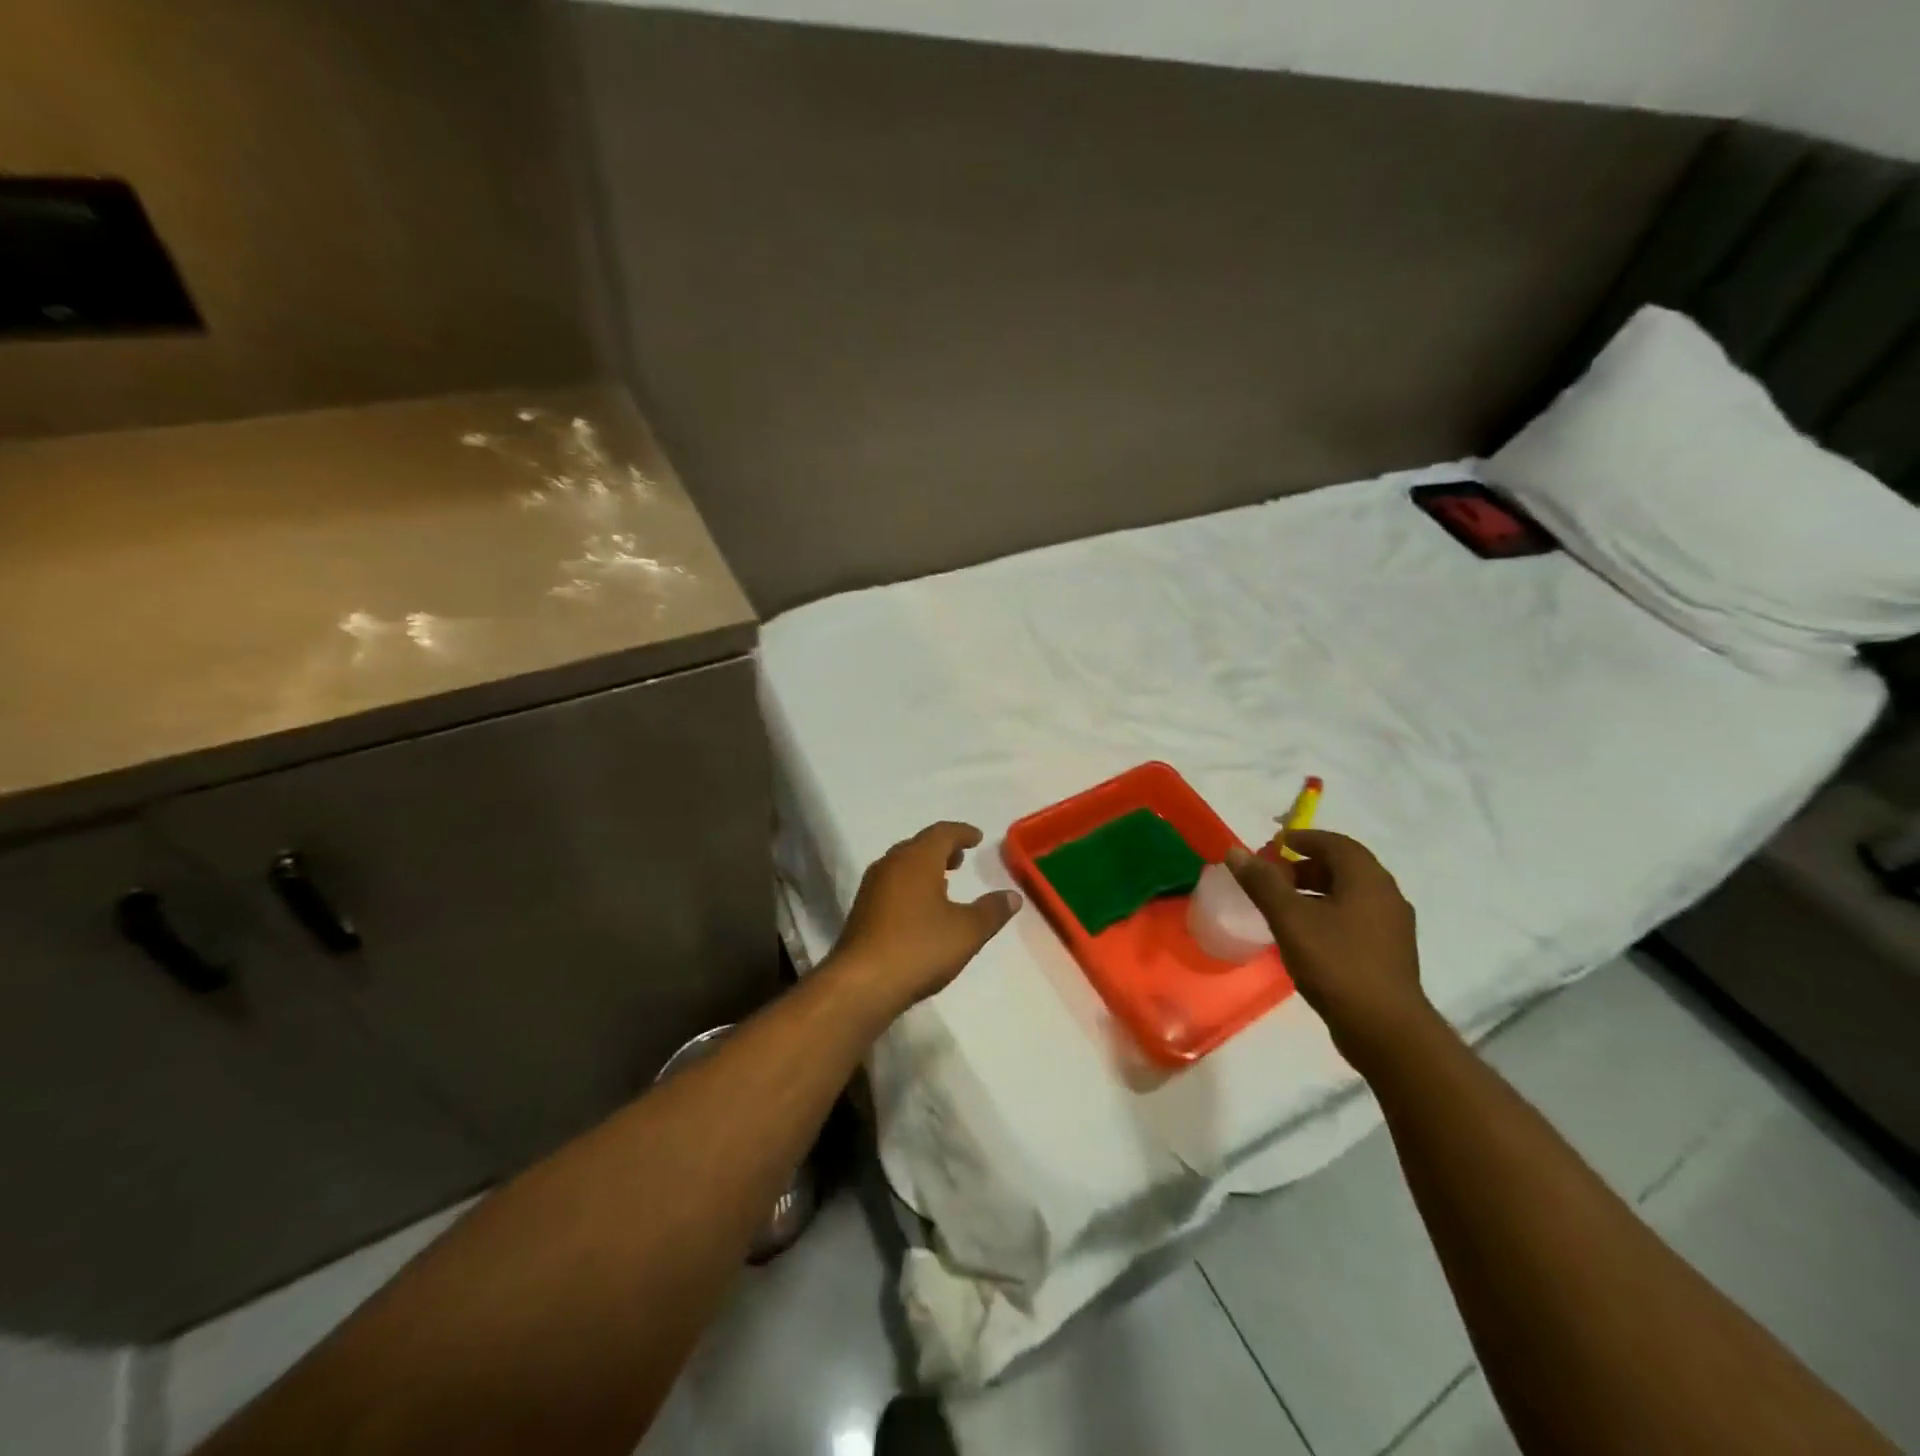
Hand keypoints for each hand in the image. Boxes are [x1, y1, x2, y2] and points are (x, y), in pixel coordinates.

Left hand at [832, 822, 1021, 1016]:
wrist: (862, 983)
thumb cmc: (919, 947)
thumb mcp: (967, 931)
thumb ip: (992, 911)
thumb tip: (1013, 896)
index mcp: (917, 859)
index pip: (942, 833)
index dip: (962, 833)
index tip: (977, 838)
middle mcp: (891, 864)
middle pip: (919, 845)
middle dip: (942, 849)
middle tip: (961, 858)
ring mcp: (872, 887)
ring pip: (902, 865)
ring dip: (924, 868)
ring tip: (943, 883)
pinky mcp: (862, 911)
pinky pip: (891, 885)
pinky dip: (910, 886)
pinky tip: (920, 909)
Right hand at [1226, 829, 1432, 1068]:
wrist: (1384, 1029)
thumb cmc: (1336, 962)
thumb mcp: (1290, 918)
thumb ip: (1262, 882)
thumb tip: (1235, 851)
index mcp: (1367, 879)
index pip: (1336, 844)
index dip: (1304, 838)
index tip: (1276, 844)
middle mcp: (1386, 896)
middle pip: (1344, 868)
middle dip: (1306, 866)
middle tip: (1273, 876)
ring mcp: (1392, 927)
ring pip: (1350, 895)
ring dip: (1316, 891)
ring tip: (1283, 906)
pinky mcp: (1390, 954)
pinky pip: (1355, 919)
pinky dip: (1329, 914)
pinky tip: (1306, 935)